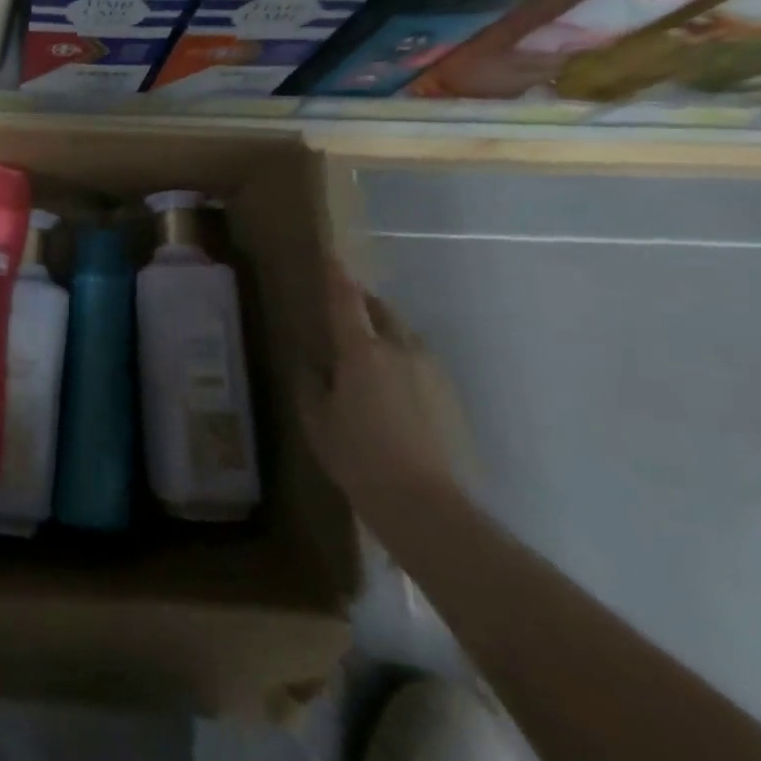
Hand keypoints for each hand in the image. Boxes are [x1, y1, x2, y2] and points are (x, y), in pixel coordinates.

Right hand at [301, 268, 467, 513]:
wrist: (424, 503)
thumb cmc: (357, 456)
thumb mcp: (317, 419)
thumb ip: (311, 382)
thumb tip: (311, 361)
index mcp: (362, 352)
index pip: (346, 302)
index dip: (337, 278)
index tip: (331, 257)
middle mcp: (400, 350)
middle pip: (382, 312)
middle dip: (364, 303)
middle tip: (346, 307)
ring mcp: (431, 371)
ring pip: (405, 335)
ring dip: (385, 331)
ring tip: (368, 349)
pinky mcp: (449, 395)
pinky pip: (420, 361)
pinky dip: (402, 358)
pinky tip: (392, 385)